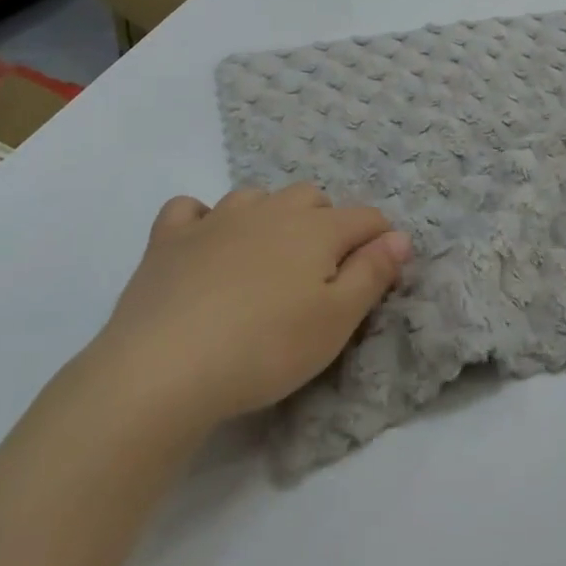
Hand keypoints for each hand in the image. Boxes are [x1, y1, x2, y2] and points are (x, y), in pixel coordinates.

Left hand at [96, 185, 410, 431]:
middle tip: (320, 273)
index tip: (379, 271)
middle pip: (311, 198)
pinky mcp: (169, 238)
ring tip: (266, 258)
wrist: (164, 367)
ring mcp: (216, 219)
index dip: (380, 239)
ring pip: (256, 197)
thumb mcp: (336, 321)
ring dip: (270, 217)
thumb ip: (373, 274)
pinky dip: (203, 220)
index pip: (365, 218)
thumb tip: (400, 236)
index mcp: (316, 229)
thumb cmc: (266, 348)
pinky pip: (190, 209)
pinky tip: (203, 245)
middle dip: (326, 223)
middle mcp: (270, 211)